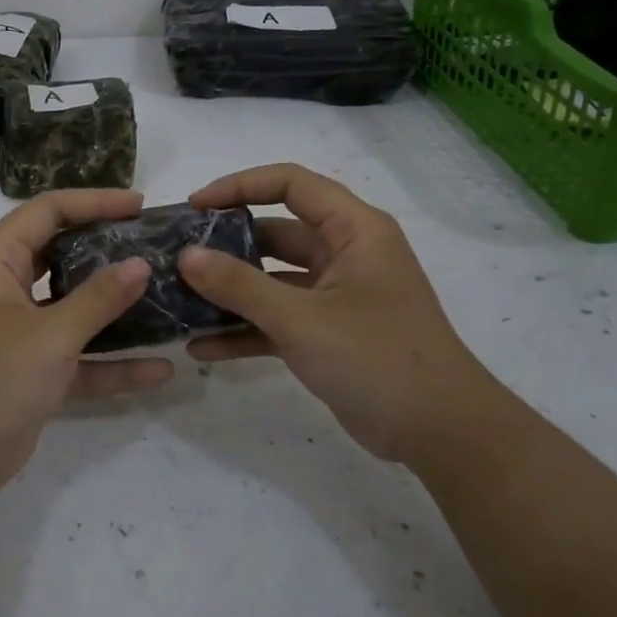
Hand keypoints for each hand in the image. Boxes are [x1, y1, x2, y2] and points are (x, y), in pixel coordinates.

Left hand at [0, 188, 173, 495]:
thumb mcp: (49, 334)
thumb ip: (98, 299)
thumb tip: (141, 264)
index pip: (46, 213)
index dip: (92, 202)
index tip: (139, 205)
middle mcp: (6, 292)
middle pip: (62, 257)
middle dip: (107, 252)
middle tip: (154, 247)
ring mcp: (20, 335)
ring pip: (74, 310)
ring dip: (115, 310)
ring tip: (166, 297)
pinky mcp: (33, 375)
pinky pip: (79, 360)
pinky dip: (112, 364)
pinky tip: (159, 369)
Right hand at [177, 164, 498, 465]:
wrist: (440, 432)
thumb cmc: (377, 357)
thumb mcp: (301, 318)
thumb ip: (239, 285)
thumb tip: (185, 256)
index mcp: (354, 230)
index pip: (291, 184)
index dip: (240, 187)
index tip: (195, 207)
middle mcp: (345, 254)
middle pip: (276, 233)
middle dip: (226, 245)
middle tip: (176, 257)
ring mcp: (336, 296)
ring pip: (272, 280)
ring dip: (230, 292)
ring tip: (178, 301)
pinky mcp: (328, 334)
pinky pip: (277, 320)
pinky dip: (245, 330)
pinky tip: (202, 348)